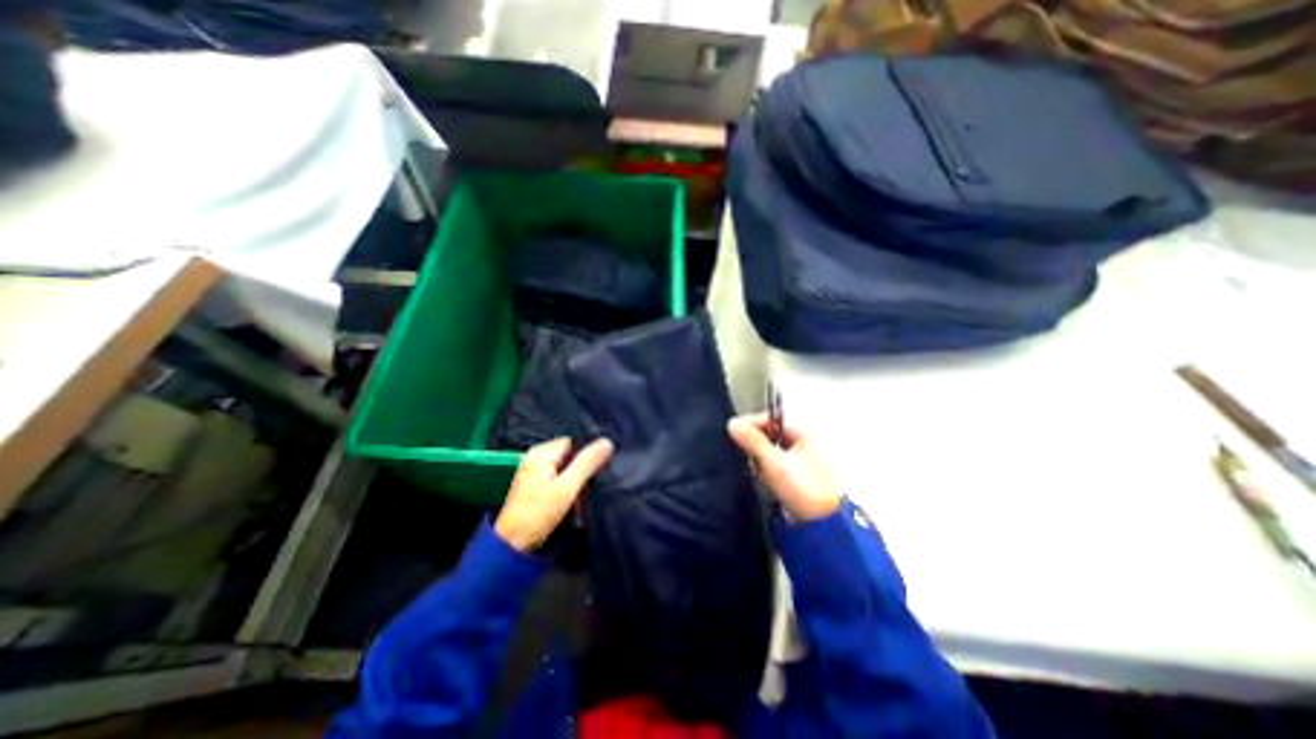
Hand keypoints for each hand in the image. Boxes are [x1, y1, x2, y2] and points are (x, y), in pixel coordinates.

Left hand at [497, 437, 613, 550]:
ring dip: (577, 481)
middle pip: (570, 455)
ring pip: (566, 468)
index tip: (601, 467)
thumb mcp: (567, 487)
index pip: (574, 442)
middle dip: (583, 470)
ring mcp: (535, 471)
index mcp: (542, 452)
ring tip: (583, 497)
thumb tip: (607, 442)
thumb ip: (587, 463)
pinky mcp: (535, 485)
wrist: (513, 544)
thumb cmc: (539, 513)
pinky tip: (574, 501)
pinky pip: (558, 478)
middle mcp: (536, 457)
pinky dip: (568, 488)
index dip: (588, 453)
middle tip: (593, 485)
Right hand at [724, 413, 835, 523]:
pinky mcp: (800, 477)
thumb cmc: (801, 489)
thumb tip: (732, 423)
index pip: (773, 420)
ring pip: (773, 450)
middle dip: (756, 442)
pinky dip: (768, 467)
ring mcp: (805, 461)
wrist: (823, 527)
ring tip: (753, 465)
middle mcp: (807, 443)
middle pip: (772, 434)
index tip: (734, 429)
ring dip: (761, 456)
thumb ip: (753, 441)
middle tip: (741, 448)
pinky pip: (777, 464)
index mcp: (805, 434)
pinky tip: (763, 477)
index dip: (752, 423)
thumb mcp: (774, 463)